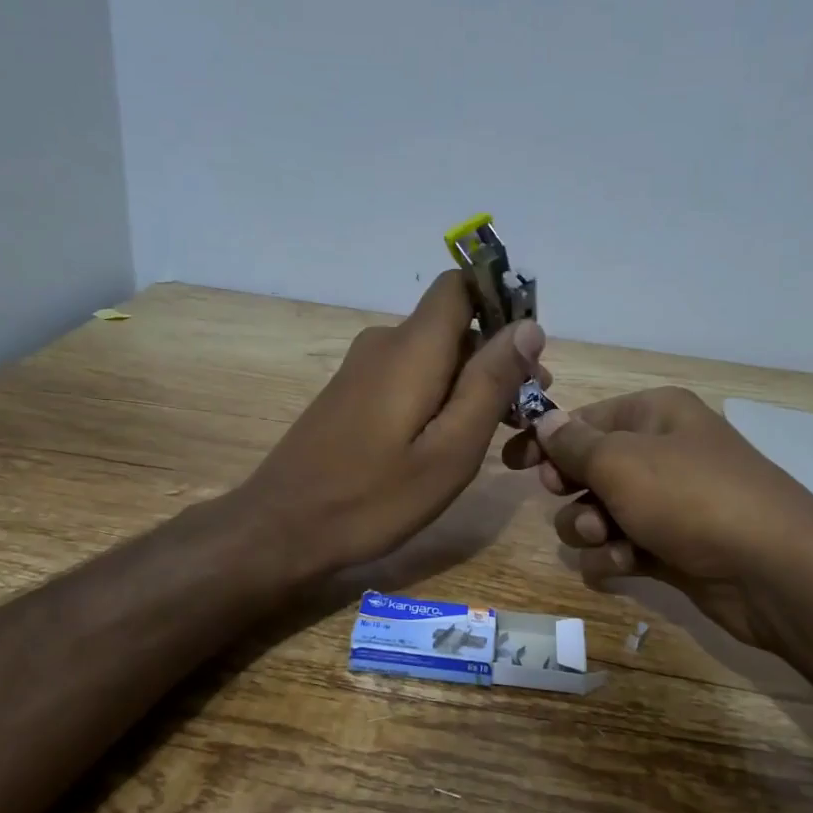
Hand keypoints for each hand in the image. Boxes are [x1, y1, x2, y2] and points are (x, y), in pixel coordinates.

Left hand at [242, 271, 545, 575]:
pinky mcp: (352, 393)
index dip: (501, 302)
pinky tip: (448, 440)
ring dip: (470, 381)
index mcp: (413, 347)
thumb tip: (528, 327)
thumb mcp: (450, 450)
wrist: (282, 527)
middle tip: (526, 411)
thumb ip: (490, 384)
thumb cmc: (373, 496)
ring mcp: (363, 368)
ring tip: (498, 432)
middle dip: (496, 356)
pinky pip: (409, 375)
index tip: (530, 350)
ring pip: (433, 354)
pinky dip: (439, 395)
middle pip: (454, 324)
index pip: (460, 284)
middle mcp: (385, 342)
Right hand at [502, 387, 812, 652]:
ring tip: (603, 538)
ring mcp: (668, 504)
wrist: (773, 569)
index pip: (585, 420)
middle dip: (572, 488)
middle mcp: (662, 454)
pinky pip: (622, 546)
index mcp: (655, 415)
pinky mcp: (672, 548)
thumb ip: (573, 444)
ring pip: (600, 512)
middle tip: (564, 496)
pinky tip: (621, 564)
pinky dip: (614, 556)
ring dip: (589, 527)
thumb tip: (544, 421)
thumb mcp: (621, 461)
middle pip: (591, 467)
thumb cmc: (690, 496)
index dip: (546, 439)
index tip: (510, 462)